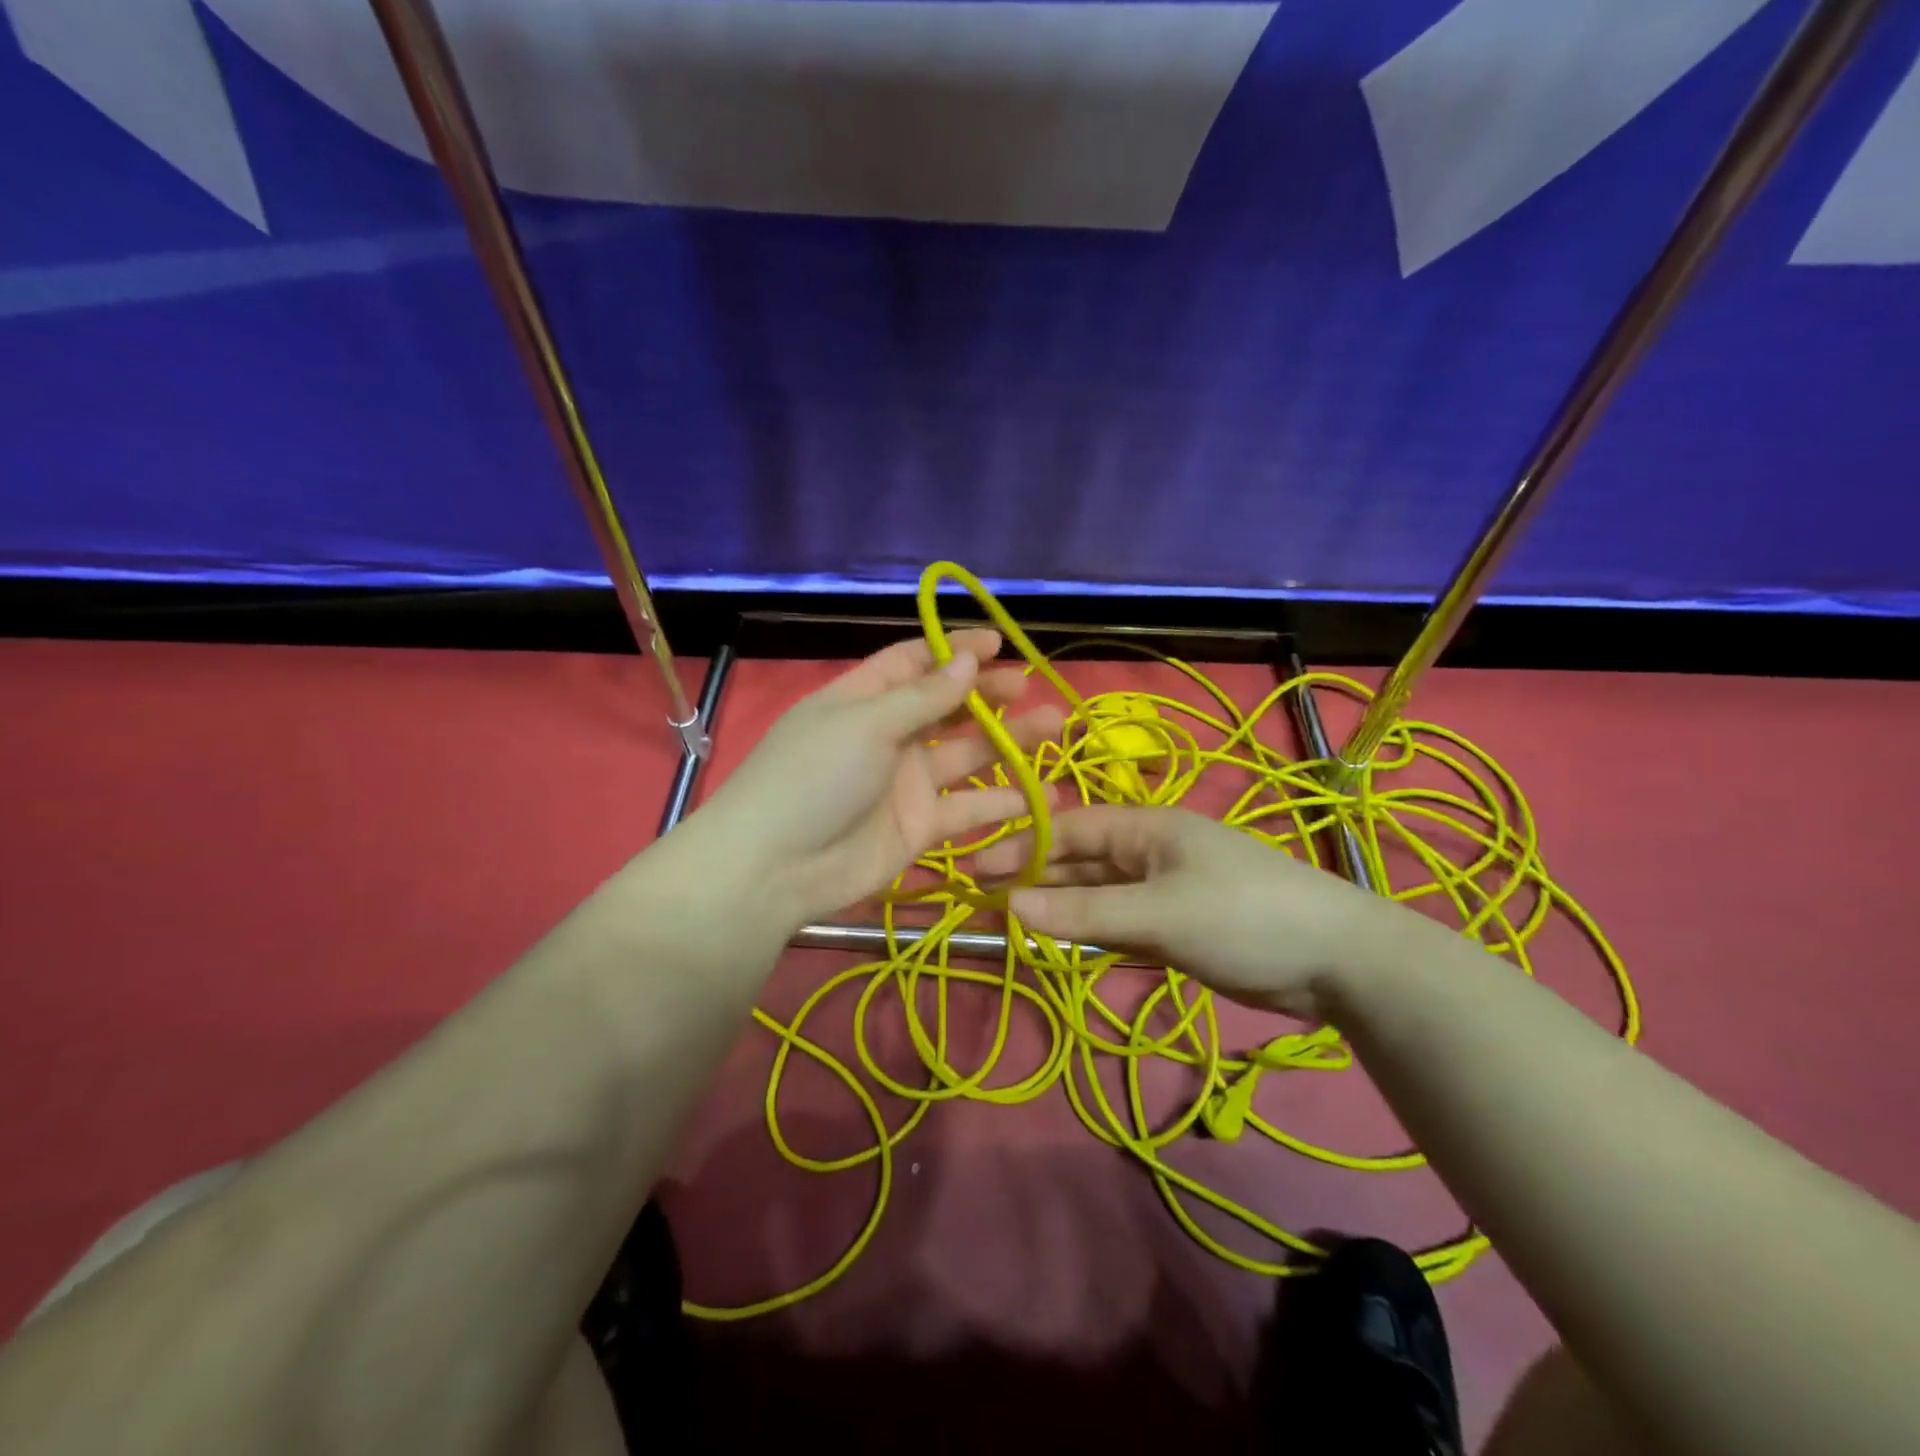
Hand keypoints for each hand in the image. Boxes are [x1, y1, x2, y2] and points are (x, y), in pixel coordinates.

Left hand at [692, 630, 1063, 929]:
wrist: (776, 869)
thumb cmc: (814, 777)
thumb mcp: (865, 724)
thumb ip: (923, 697)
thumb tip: (967, 660)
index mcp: (864, 699)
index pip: (914, 662)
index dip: (954, 649)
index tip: (998, 642)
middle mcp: (888, 736)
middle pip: (946, 706)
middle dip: (987, 693)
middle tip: (1028, 686)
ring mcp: (906, 783)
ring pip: (966, 754)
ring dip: (1008, 742)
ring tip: (1054, 728)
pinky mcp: (920, 827)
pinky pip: (968, 809)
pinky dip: (1001, 803)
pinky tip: (1041, 796)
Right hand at [976, 805, 1413, 1019]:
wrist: (1338, 962)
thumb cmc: (1243, 917)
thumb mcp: (1158, 913)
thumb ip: (1084, 912)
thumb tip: (1009, 905)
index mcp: (1147, 828)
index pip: (1071, 829)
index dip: (1024, 847)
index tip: (977, 870)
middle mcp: (1151, 853)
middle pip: (1081, 862)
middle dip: (1036, 880)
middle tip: (984, 904)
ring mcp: (1166, 891)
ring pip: (1099, 896)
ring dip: (1061, 910)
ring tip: (1013, 927)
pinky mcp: (1179, 926)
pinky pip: (1122, 924)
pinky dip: (1092, 933)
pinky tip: (1064, 946)